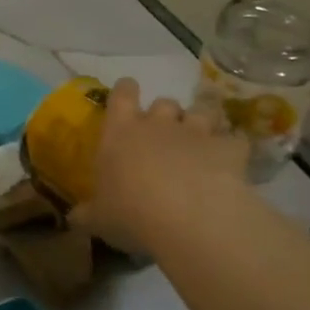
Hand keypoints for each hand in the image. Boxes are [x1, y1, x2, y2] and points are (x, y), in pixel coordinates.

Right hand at [72, 78, 251, 257]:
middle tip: (164, 137)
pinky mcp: (228, 149)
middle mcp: (158, 123)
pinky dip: (233, 150)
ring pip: (201, 112)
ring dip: (200, 125)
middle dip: (166, 115)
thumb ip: (88, 214)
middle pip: (164, 102)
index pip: (122, 94)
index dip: (126, 91)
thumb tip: (74, 218)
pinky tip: (232, 165)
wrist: (189, 218)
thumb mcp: (100, 219)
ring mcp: (196, 132)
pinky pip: (235, 141)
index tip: (128, 95)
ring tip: (200, 145)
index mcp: (121, 131)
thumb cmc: (131, 212)